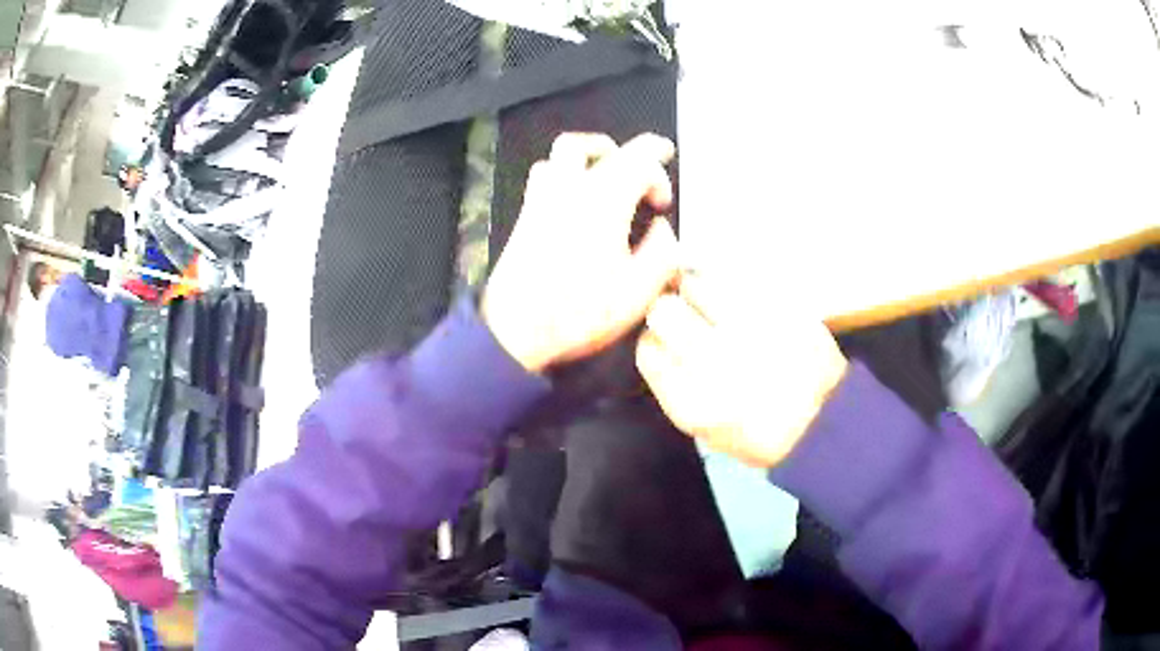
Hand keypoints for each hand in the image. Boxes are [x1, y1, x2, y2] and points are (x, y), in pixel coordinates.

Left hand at [482, 133, 680, 372]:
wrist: (516, 330)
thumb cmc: (580, 312)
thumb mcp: (639, 291)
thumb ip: (663, 253)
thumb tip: (664, 230)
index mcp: (603, 199)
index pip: (637, 158)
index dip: (659, 168)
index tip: (664, 199)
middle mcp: (568, 188)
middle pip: (591, 145)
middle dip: (621, 151)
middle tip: (640, 171)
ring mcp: (540, 200)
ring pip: (560, 155)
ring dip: (588, 156)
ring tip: (606, 177)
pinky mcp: (525, 216)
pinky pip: (544, 175)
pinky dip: (564, 174)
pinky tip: (576, 202)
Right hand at [636, 275, 849, 467]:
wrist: (823, 421)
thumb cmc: (759, 433)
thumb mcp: (703, 430)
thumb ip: (672, 385)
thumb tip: (655, 339)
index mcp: (692, 399)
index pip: (648, 347)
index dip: (657, 341)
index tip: (670, 343)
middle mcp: (715, 360)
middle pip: (664, 309)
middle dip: (671, 309)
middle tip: (691, 317)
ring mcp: (749, 328)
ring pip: (698, 283)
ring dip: (700, 290)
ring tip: (719, 307)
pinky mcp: (778, 306)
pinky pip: (736, 280)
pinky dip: (732, 288)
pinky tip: (747, 307)